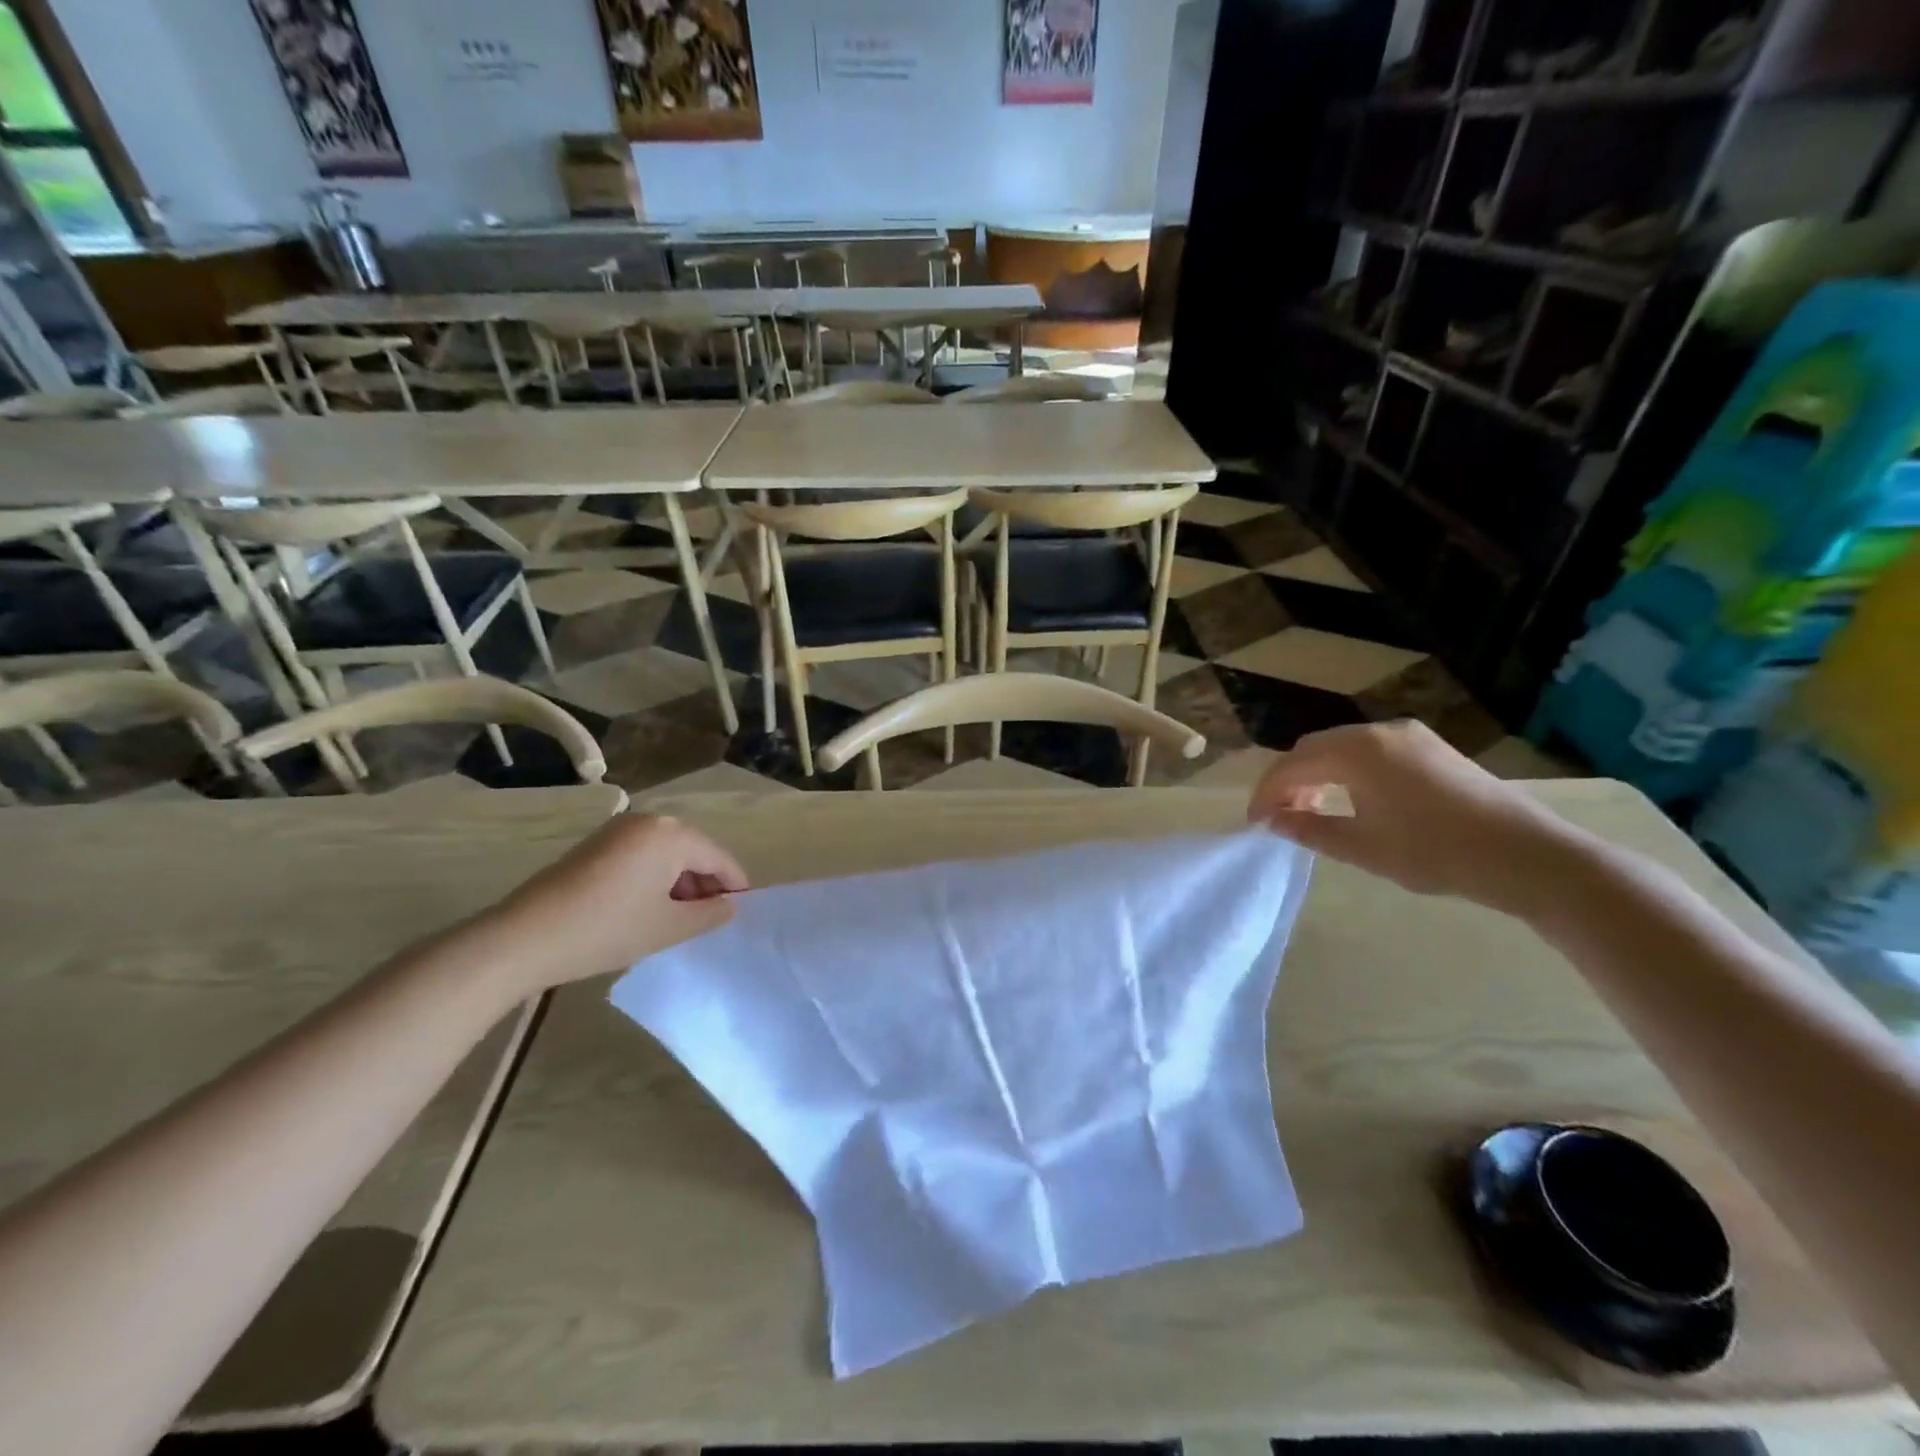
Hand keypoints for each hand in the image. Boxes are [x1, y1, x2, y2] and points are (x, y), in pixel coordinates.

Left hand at [471, 814, 748, 992]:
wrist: (524, 937)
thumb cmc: (608, 929)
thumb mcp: (669, 927)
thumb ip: (710, 913)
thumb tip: (729, 905)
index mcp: (671, 834)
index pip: (718, 857)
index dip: (734, 885)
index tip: (741, 912)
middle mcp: (648, 821)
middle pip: (693, 850)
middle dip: (705, 883)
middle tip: (710, 918)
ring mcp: (619, 830)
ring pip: (667, 853)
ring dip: (679, 881)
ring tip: (679, 918)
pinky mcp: (597, 844)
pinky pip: (642, 855)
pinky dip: (654, 877)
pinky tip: (648, 908)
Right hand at [1246, 721, 1579, 909]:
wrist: (1526, 855)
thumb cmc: (1435, 853)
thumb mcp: (1362, 847)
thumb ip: (1309, 829)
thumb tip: (1272, 820)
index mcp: (1356, 751)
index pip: (1291, 765)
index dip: (1266, 794)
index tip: (1255, 824)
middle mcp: (1378, 731)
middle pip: (1313, 749)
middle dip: (1289, 781)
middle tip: (1279, 817)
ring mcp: (1408, 736)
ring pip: (1342, 748)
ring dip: (1318, 775)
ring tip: (1312, 811)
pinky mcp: (1430, 747)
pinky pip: (1370, 751)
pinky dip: (1347, 771)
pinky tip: (1352, 800)